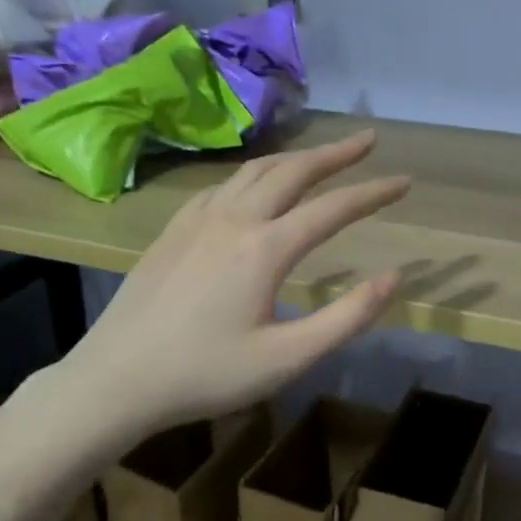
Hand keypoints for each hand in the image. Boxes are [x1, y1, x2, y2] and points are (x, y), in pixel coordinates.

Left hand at [50, 131, 408, 444]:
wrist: (116, 379)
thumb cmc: (206, 374)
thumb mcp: (287, 358)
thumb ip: (346, 317)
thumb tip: (393, 277)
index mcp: (265, 248)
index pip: (333, 208)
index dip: (373, 193)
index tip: (405, 181)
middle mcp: (234, 219)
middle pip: (293, 171)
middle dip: (336, 153)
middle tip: (368, 140)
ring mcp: (198, 219)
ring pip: (255, 170)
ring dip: (295, 157)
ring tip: (321, 155)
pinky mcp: (174, 229)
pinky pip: (222, 185)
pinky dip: (254, 174)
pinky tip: (256, 186)